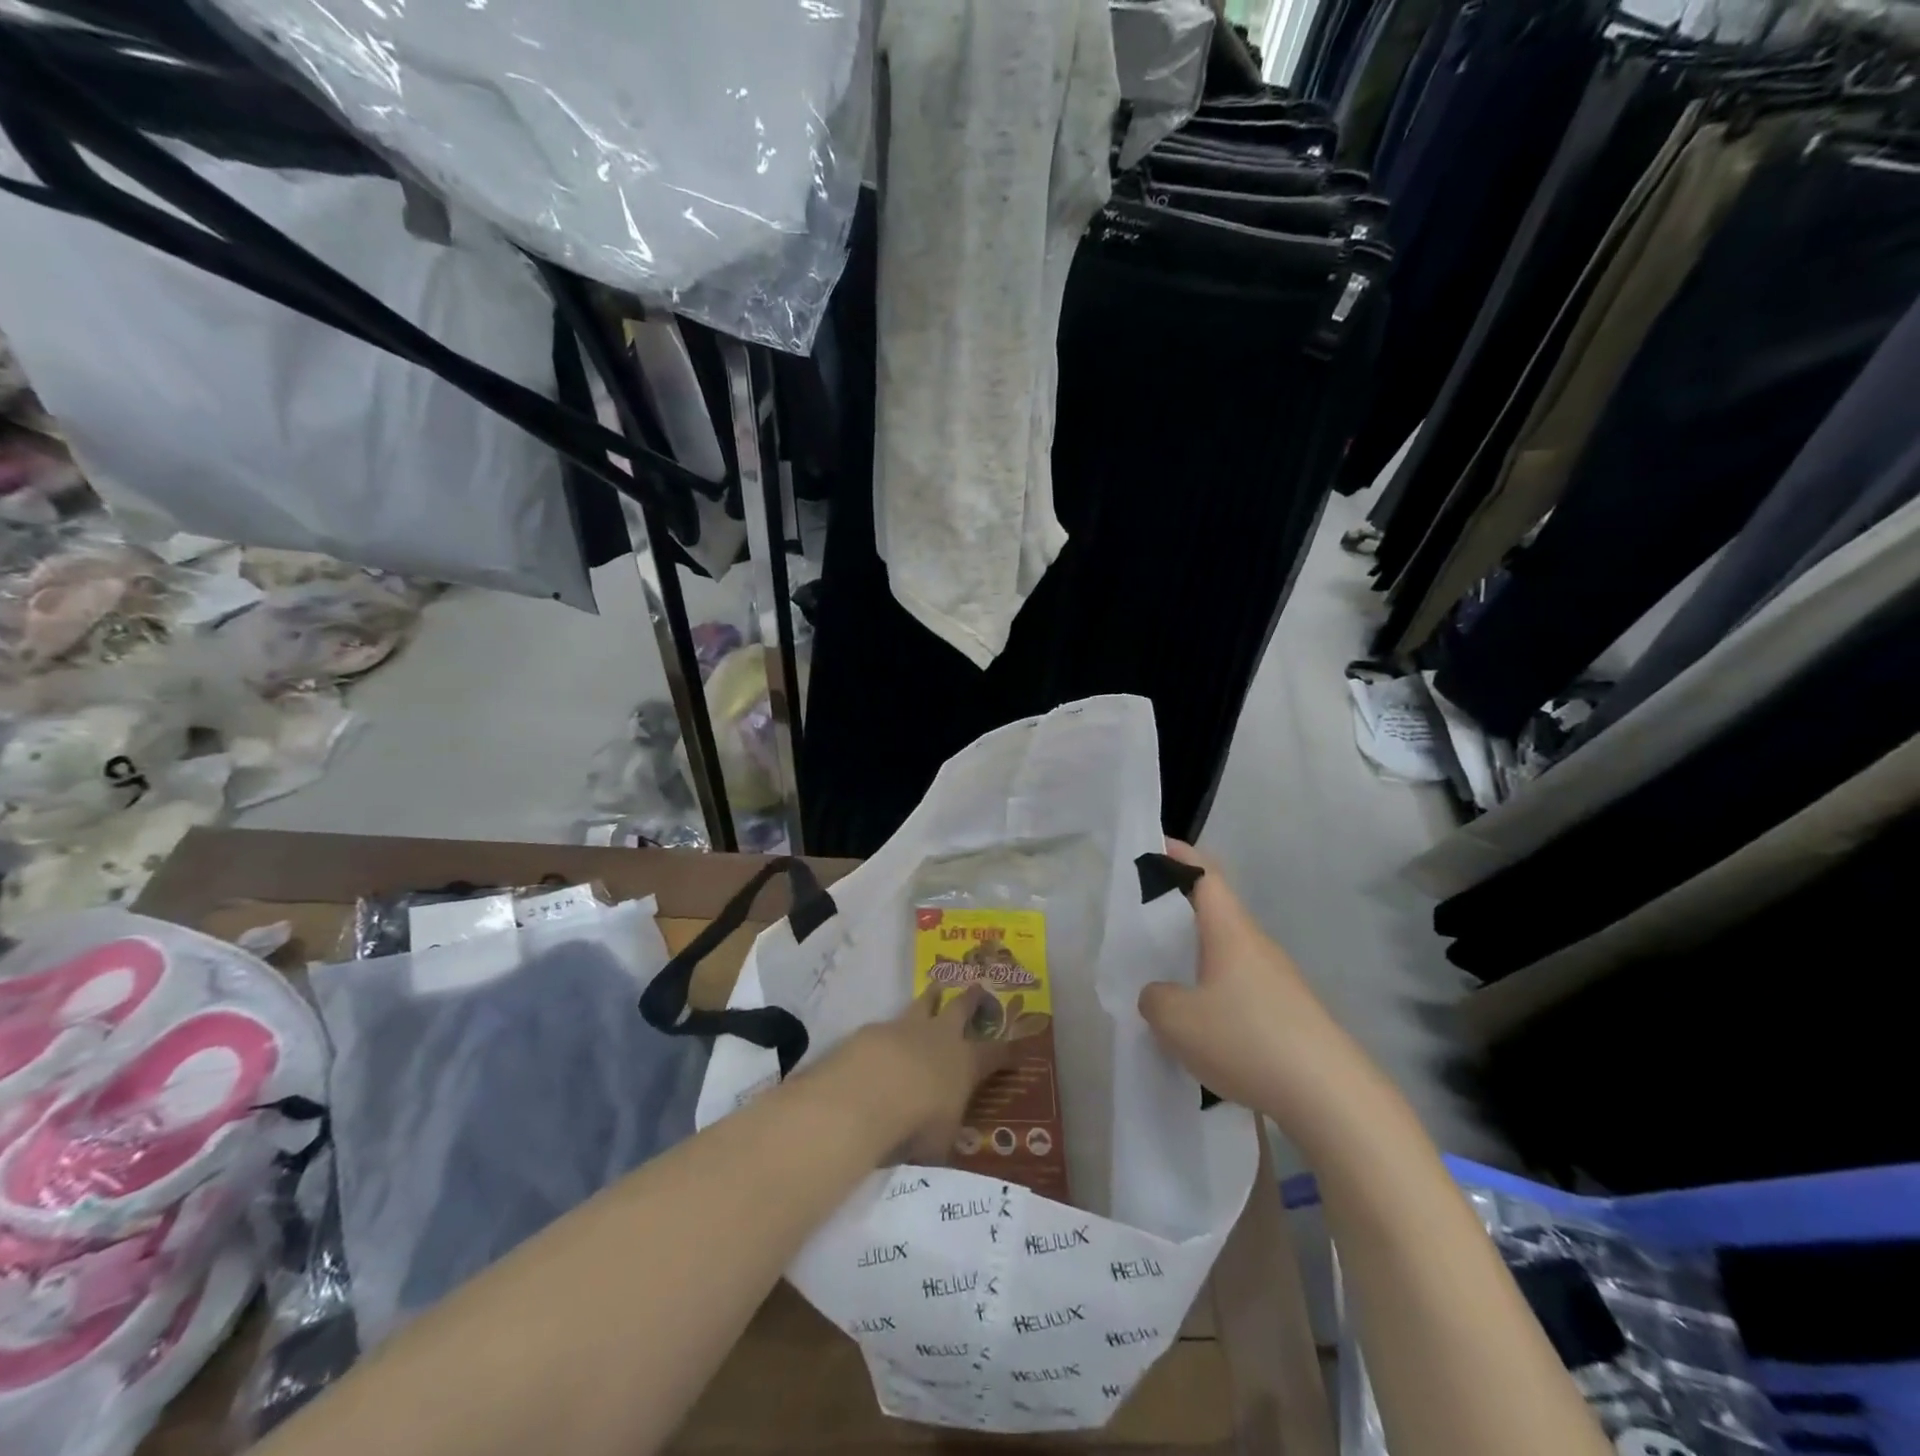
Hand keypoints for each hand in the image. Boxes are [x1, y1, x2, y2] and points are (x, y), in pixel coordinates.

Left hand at [829, 986, 1013, 1164]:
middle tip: (978, 987)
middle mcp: (941, 1037)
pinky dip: (891, 1030)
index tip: (1021, 1047)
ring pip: (925, 1003)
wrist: (869, 1092)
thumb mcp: (941, 1141)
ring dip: (932, 996)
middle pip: (961, 1009)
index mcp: (966, 1063)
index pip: (996, 1054)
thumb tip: (944, 1141)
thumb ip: (944, 1134)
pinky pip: (888, 1025)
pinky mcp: (875, 1030)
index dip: (1009, 1052)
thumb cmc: (918, 1122)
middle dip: (972, 999)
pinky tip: (884, 1037)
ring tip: (936, 986)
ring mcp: (907, 1028)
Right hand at [1138, 841, 1350, 1125]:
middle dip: (1181, 908)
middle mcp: (1257, 947)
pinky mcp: (1290, 1015)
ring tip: (1166, 978)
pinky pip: (1241, 987)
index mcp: (1230, 932)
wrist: (1332, 1098)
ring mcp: (1278, 981)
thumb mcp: (1176, 1021)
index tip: (1154, 844)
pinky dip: (1215, 991)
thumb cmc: (1247, 1039)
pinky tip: (1201, 1026)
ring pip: (1228, 953)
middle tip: (1144, 919)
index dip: (1180, 855)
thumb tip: (1160, 995)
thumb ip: (1155, 999)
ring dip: (1197, 956)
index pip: (1205, 875)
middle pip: (1217, 912)